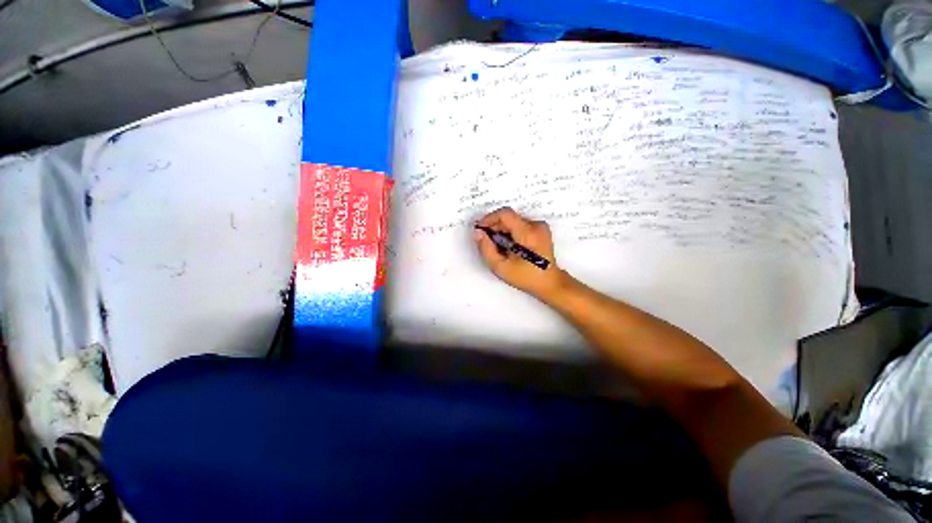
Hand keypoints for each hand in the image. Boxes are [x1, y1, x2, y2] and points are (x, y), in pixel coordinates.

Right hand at [473, 207, 566, 300]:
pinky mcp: (540, 229)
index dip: (489, 218)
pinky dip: (510, 232)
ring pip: (513, 221)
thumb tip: (478, 233)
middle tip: (487, 241)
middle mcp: (536, 226)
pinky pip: (520, 224)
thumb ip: (486, 249)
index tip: (480, 229)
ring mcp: (540, 227)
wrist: (550, 282)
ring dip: (502, 230)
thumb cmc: (526, 277)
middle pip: (509, 217)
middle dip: (494, 227)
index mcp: (528, 234)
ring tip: (499, 246)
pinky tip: (509, 246)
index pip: (505, 214)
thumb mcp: (501, 267)